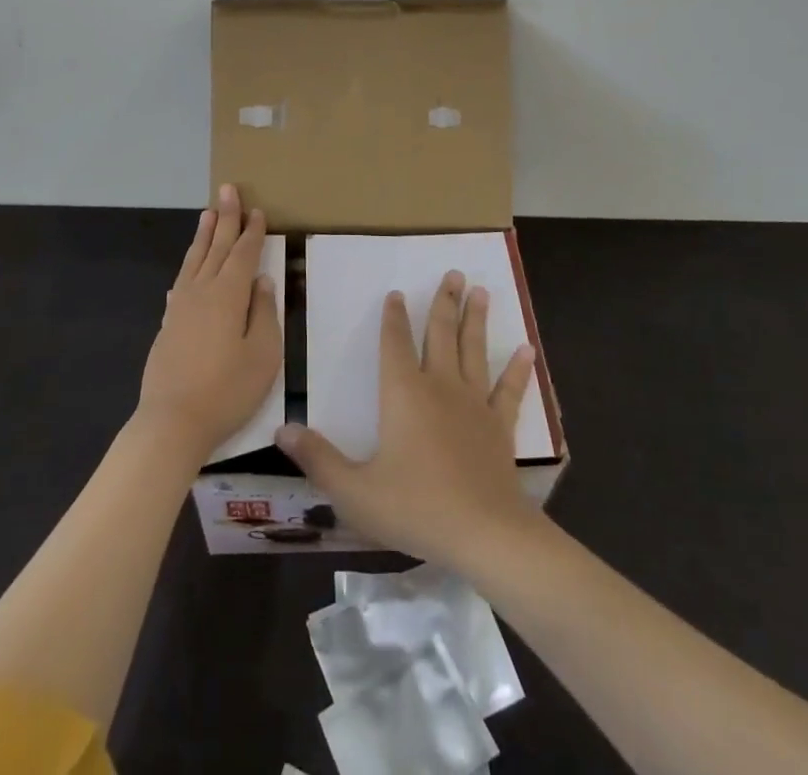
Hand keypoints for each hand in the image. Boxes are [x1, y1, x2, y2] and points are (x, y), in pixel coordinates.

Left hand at [137, 184, 281, 463]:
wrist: (172, 422)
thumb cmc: (227, 390)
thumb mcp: (263, 355)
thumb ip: (264, 314)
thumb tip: (262, 282)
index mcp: (228, 295)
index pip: (244, 254)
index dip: (253, 231)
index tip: (258, 209)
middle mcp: (202, 291)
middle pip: (217, 247)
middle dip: (226, 217)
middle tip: (228, 189)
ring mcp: (181, 307)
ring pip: (195, 260)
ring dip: (204, 234)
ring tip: (208, 213)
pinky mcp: (169, 324)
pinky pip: (181, 282)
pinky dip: (188, 266)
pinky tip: (189, 267)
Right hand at [275, 271, 540, 571]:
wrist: (484, 533)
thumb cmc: (415, 508)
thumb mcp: (354, 491)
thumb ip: (318, 459)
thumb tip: (281, 429)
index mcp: (403, 394)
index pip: (394, 344)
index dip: (393, 317)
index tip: (397, 293)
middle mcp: (439, 387)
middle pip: (440, 334)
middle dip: (444, 303)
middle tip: (454, 273)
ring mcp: (474, 404)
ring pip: (473, 350)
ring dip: (476, 319)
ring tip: (480, 290)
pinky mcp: (500, 426)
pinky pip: (509, 390)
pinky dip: (518, 369)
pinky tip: (526, 349)